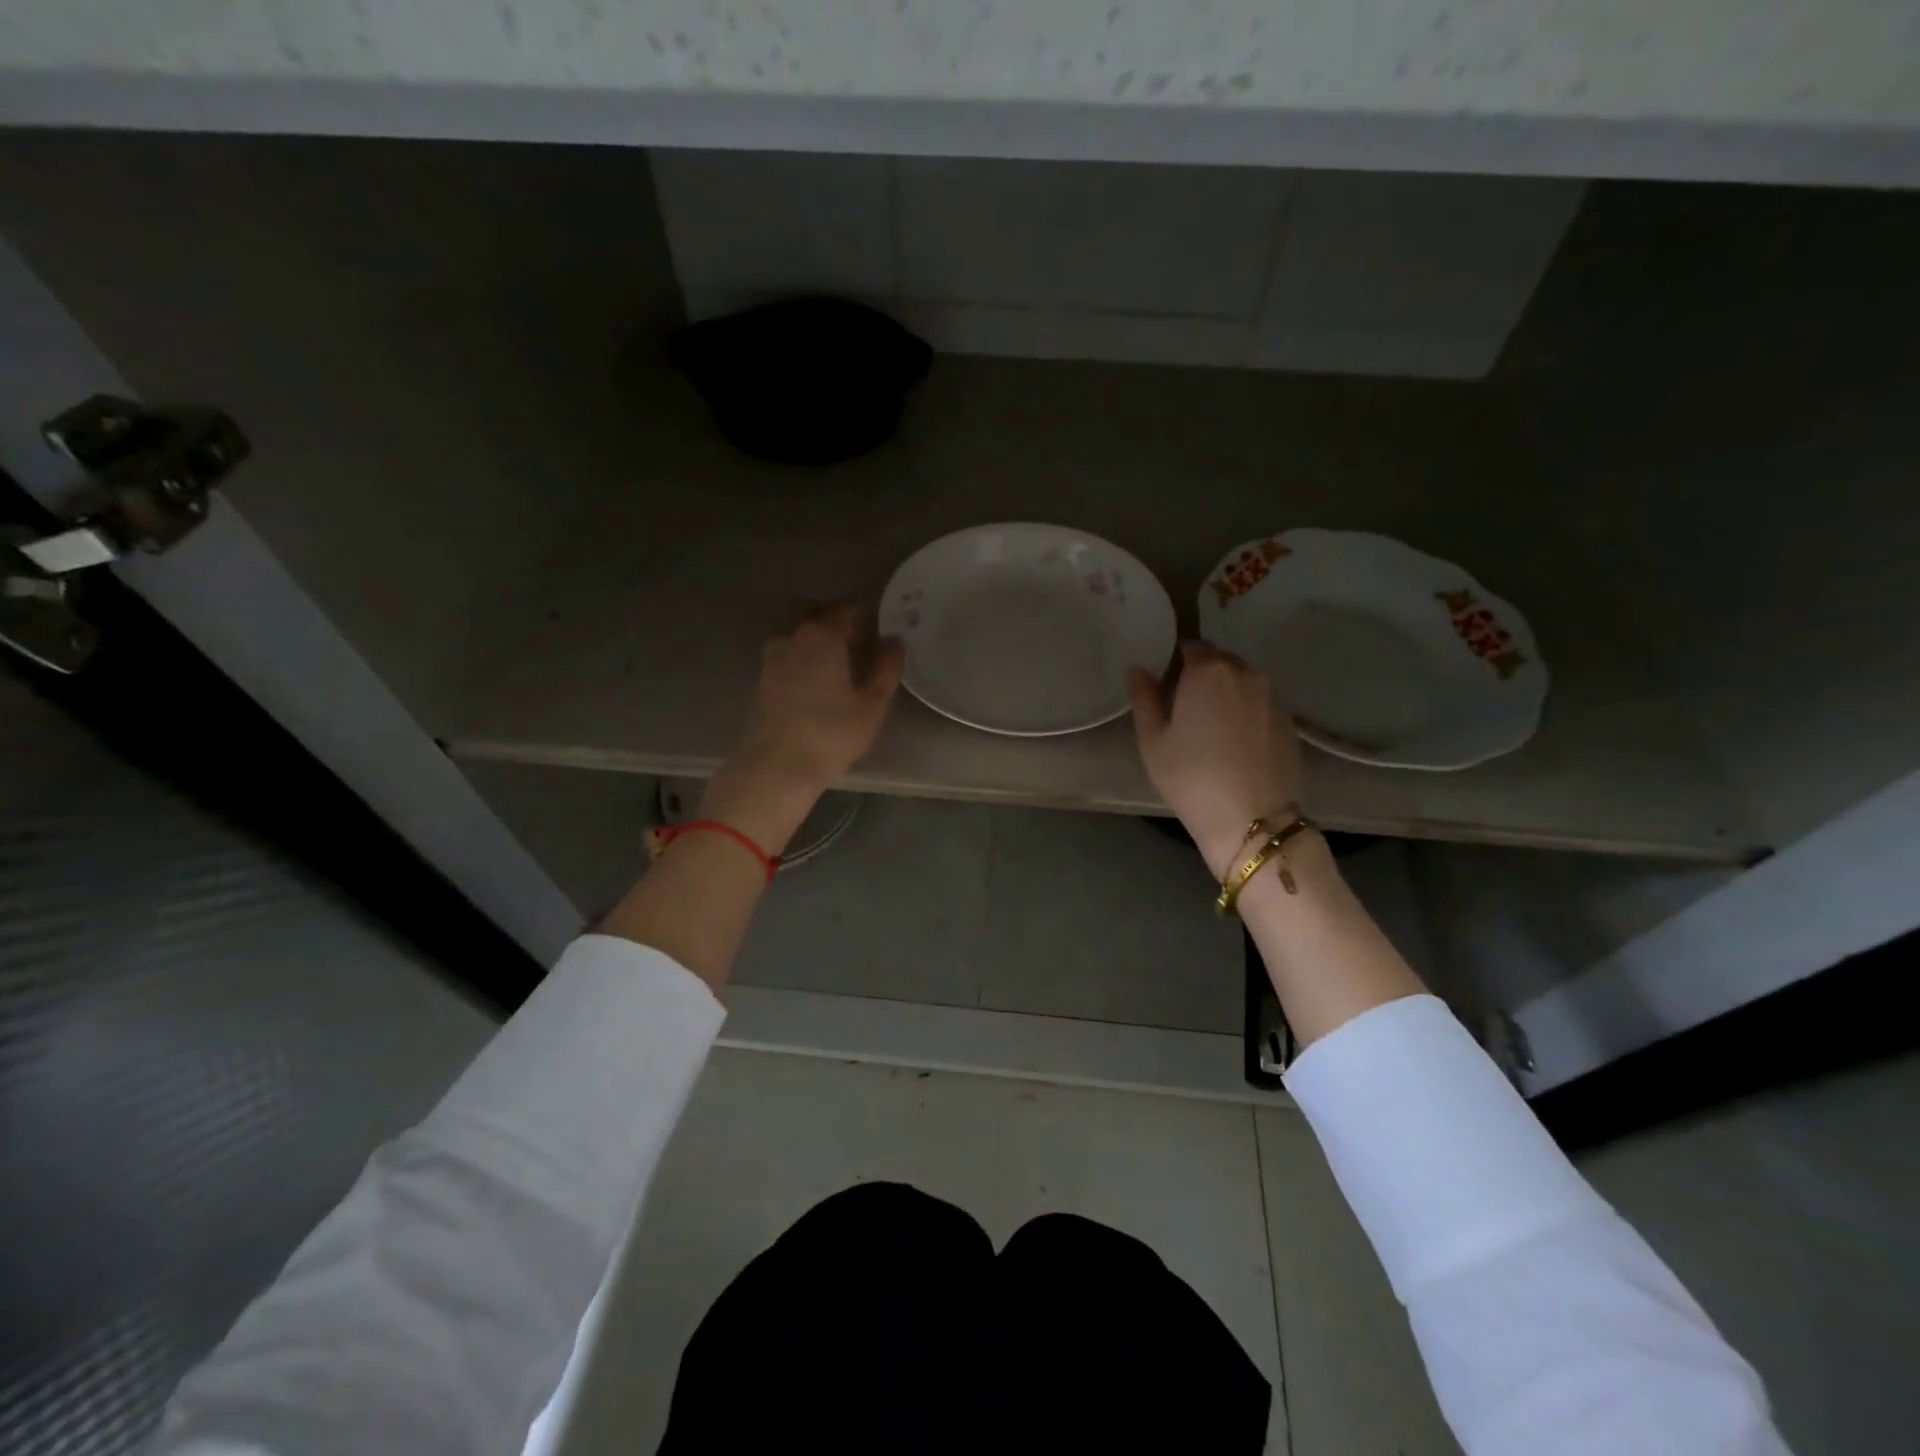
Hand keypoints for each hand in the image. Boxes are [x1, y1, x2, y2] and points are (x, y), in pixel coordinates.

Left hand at [703, 602, 904, 851]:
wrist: (776, 765)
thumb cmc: (832, 734)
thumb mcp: (872, 704)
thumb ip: (887, 668)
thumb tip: (894, 641)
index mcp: (825, 635)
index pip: (847, 609)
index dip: (865, 615)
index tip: (878, 629)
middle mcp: (795, 635)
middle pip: (814, 608)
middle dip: (834, 613)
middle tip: (854, 635)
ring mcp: (773, 653)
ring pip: (794, 624)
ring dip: (813, 627)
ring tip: (833, 653)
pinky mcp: (762, 674)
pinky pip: (784, 644)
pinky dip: (799, 646)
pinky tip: (813, 671)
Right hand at [1128, 640, 1304, 876]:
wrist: (1251, 820)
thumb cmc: (1190, 777)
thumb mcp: (1152, 741)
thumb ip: (1144, 698)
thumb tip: (1140, 670)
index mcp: (1208, 672)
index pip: (1193, 646)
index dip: (1178, 662)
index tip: (1168, 687)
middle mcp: (1246, 675)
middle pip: (1222, 662)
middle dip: (1205, 678)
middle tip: (1188, 712)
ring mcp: (1273, 699)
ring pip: (1246, 685)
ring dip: (1229, 697)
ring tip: (1215, 733)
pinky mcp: (1290, 725)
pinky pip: (1262, 708)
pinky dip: (1249, 718)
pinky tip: (1238, 749)